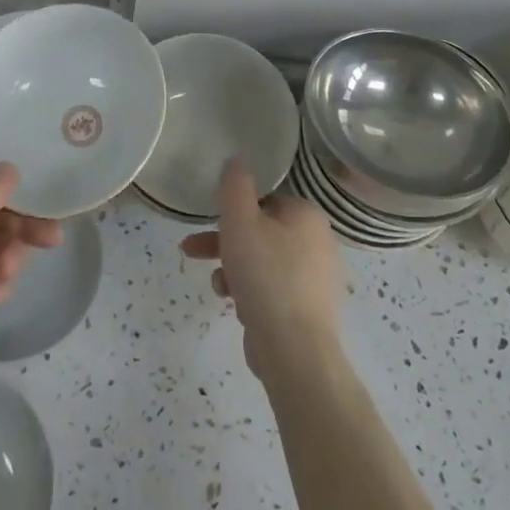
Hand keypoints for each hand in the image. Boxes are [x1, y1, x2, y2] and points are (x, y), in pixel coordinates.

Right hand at [180, 158, 344, 380]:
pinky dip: (249, 292)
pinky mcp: (306, 309)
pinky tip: (234, 305)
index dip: (234, 209)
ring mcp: (314, 279)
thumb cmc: (266, 276)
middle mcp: (317, 242)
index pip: (266, 199)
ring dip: (232, 268)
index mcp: (307, 216)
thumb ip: (235, 186)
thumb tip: (237, 159)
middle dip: (223, 241)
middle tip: (191, 249)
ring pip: (262, 261)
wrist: (294, 350)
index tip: (209, 221)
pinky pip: (270, 289)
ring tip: (217, 286)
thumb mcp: (240, 221)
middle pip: (261, 231)